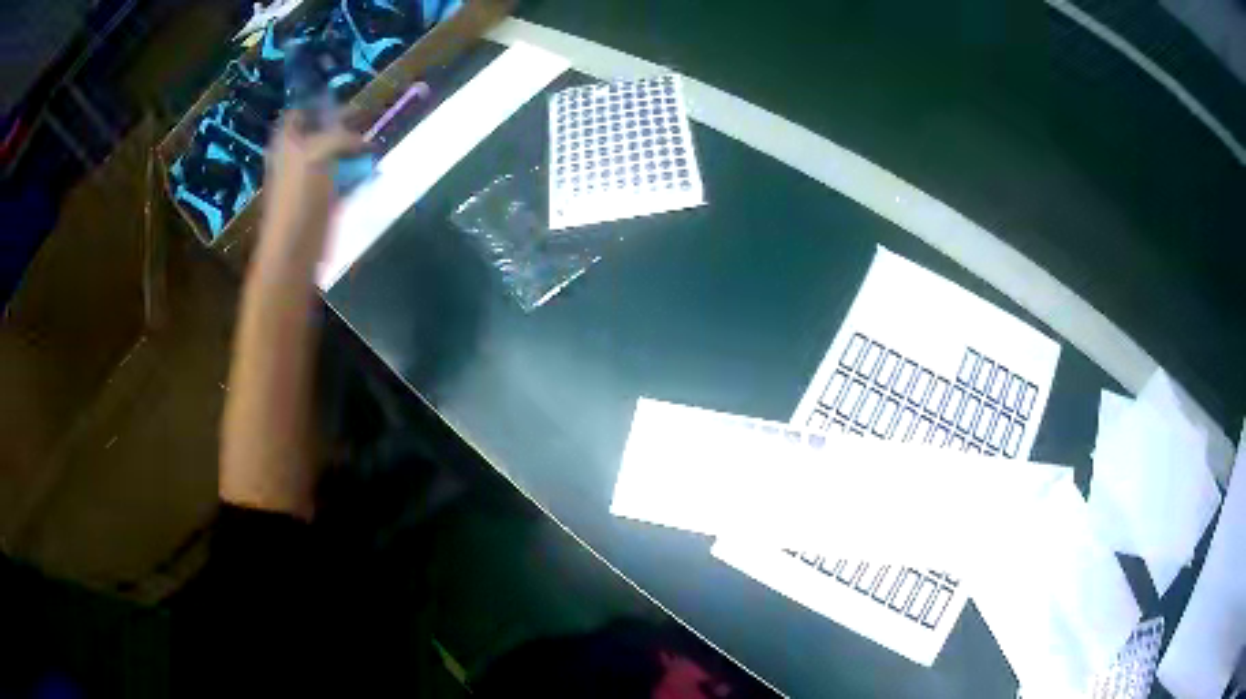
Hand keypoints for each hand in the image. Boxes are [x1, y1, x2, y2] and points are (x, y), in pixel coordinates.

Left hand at [259, 111, 368, 261]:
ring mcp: (310, 178)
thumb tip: (366, 142)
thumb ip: (342, 137)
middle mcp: (296, 156)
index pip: (300, 111)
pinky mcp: (323, 198)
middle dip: (343, 124)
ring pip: (334, 153)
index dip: (319, 102)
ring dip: (353, 148)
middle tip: (368, 118)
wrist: (294, 249)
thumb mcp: (318, 153)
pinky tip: (372, 169)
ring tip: (374, 143)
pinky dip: (357, 171)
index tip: (344, 98)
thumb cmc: (299, 198)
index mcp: (287, 142)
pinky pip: (343, 176)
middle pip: (320, 131)